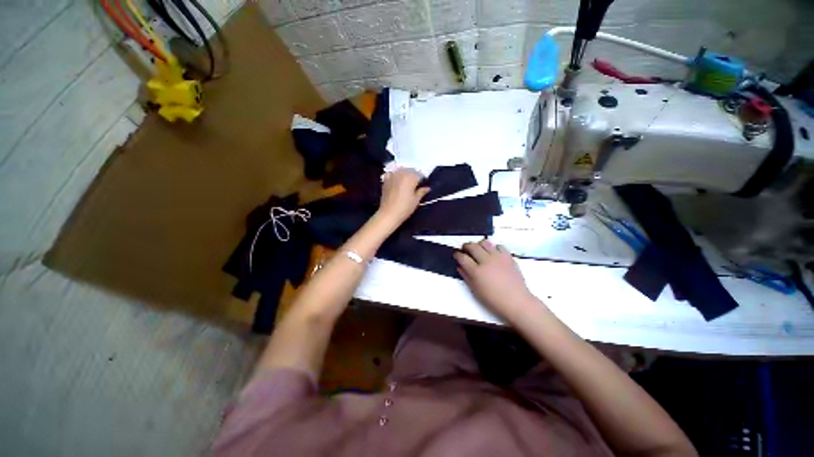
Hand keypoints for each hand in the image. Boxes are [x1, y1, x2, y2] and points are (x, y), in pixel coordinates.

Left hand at [377, 168, 429, 226]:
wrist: (388, 213)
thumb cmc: (405, 207)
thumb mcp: (416, 200)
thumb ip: (422, 191)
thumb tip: (427, 188)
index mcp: (411, 177)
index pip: (420, 174)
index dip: (422, 180)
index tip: (423, 186)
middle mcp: (401, 173)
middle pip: (410, 171)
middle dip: (413, 176)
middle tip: (415, 186)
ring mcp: (392, 175)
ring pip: (401, 171)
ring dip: (404, 175)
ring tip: (406, 184)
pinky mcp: (385, 180)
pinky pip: (392, 174)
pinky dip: (395, 176)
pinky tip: (396, 182)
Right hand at [454, 240, 536, 319]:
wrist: (516, 301)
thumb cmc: (493, 299)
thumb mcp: (475, 290)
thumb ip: (466, 276)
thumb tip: (460, 267)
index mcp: (476, 271)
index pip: (462, 257)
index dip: (457, 254)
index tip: (456, 255)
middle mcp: (486, 261)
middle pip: (472, 246)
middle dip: (466, 246)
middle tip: (465, 249)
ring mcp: (498, 257)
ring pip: (485, 242)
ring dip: (479, 244)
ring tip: (478, 249)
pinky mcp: (508, 257)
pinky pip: (499, 246)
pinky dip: (494, 248)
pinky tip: (493, 253)